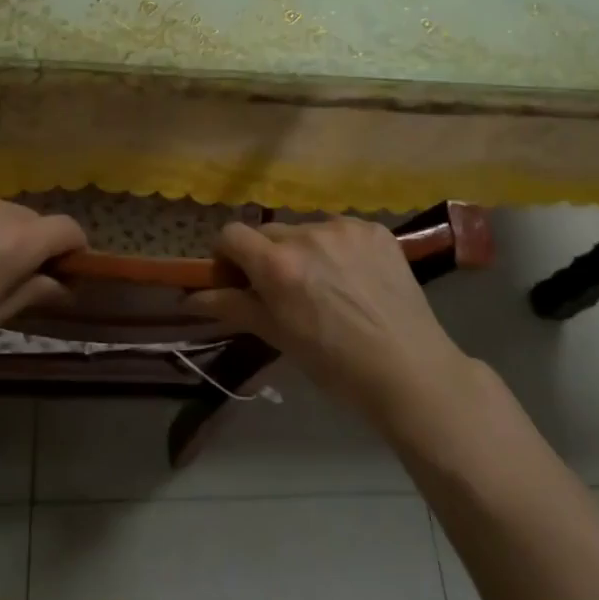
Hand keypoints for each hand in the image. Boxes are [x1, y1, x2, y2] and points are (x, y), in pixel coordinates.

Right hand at [191, 218, 468, 422]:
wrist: (410, 371)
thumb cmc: (335, 364)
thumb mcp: (278, 336)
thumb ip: (232, 307)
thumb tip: (188, 297)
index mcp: (277, 264)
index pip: (231, 234)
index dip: (227, 255)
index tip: (237, 279)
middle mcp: (307, 234)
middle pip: (268, 231)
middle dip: (266, 255)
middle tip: (283, 289)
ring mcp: (345, 228)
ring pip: (306, 229)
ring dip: (304, 249)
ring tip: (327, 285)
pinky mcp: (375, 229)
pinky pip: (341, 230)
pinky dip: (338, 248)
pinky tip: (355, 278)